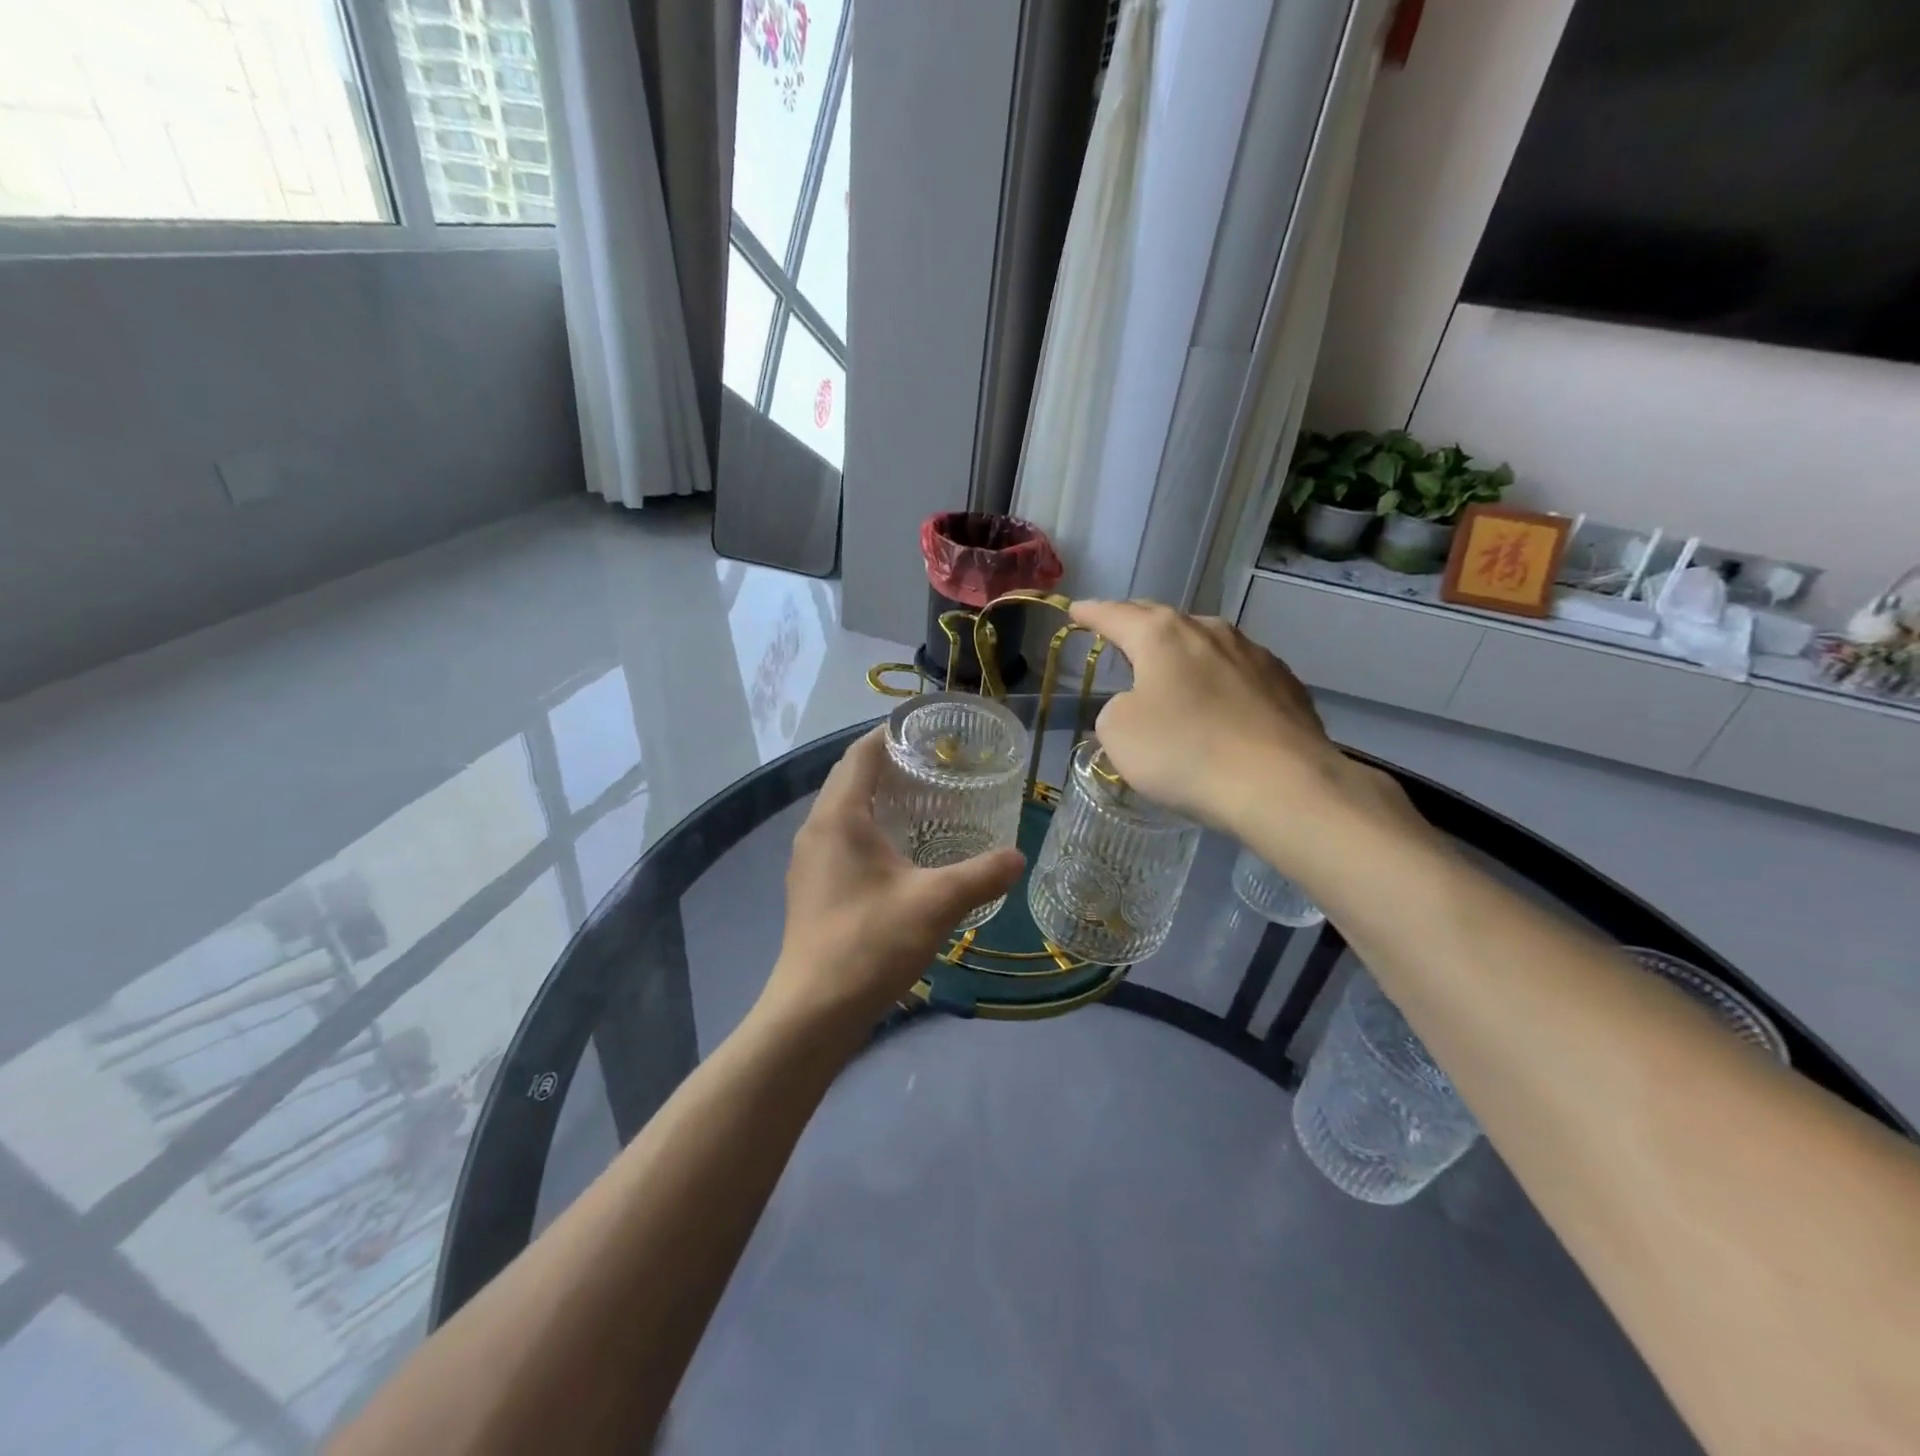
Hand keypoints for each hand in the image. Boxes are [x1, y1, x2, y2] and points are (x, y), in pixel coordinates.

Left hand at [760, 728, 1024, 1040]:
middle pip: (850, 777)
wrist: (813, 1012)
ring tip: (924, 801)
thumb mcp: (935, 904)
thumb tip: (1017, 857)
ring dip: (878, 797)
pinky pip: (840, 838)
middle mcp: (816, 829)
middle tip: (937, 764)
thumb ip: (981, 875)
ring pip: (844, 810)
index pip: (862, 753)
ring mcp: (809, 860)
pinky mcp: (811, 887)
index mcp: (839, 817)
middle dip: (889, 764)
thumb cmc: (870, 944)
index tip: (929, 731)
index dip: (892, 734)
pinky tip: (900, 852)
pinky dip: (869, 828)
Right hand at [1069, 600, 1417, 861]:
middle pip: (1162, 620)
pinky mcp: (1285, 684)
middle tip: (1117, 630)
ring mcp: (1254, 654)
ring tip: (1169, 668)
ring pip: (1204, 643)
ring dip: (1182, 652)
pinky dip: (1218, 679)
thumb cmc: (1185, 751)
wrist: (1281, 784)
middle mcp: (1209, 631)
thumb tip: (1140, 705)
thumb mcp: (1118, 733)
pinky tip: (1219, 702)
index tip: (1075, 610)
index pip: (1115, 615)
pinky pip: (1238, 672)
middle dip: (1136, 623)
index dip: (1091, 613)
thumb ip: (1116, 709)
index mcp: (1162, 636)